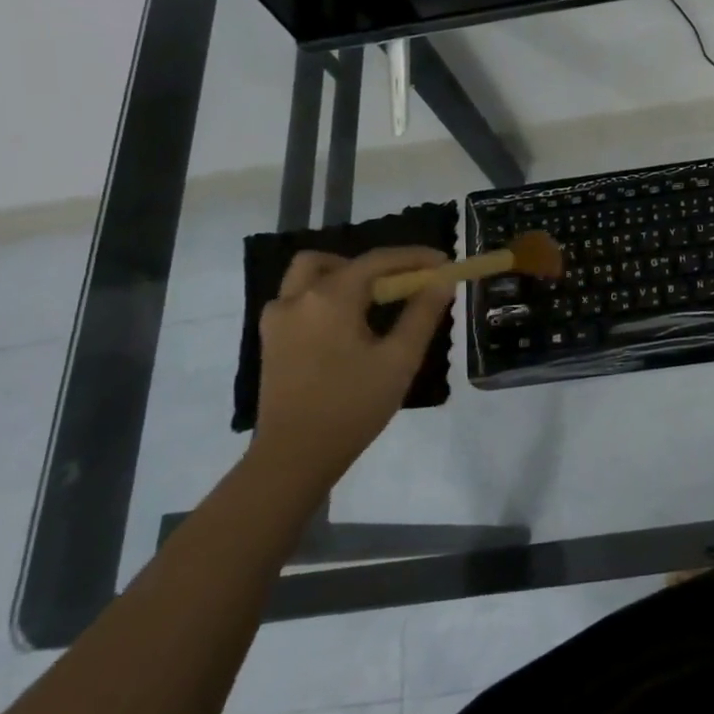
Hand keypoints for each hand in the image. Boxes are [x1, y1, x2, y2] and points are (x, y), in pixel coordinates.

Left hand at [251, 246, 452, 487]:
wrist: (294, 456)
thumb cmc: (353, 405)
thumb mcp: (399, 359)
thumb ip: (422, 313)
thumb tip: (441, 280)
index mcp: (330, 298)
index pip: (377, 261)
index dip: (413, 257)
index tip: (443, 262)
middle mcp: (298, 298)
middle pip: (335, 261)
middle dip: (372, 265)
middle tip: (400, 285)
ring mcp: (277, 319)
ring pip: (308, 276)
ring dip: (342, 276)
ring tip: (371, 302)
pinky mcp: (271, 340)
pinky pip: (297, 300)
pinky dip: (324, 297)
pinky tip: (345, 326)